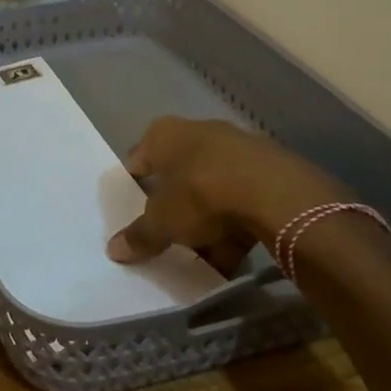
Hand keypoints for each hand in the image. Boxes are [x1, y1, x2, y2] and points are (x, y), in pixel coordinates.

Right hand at [106, 117, 349, 272]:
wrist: (276, 194)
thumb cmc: (201, 194)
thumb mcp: (162, 222)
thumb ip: (139, 236)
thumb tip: (114, 250)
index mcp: (163, 134)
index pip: (138, 159)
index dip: (133, 187)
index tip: (131, 213)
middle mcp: (198, 132)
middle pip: (177, 175)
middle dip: (173, 208)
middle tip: (166, 237)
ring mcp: (236, 149)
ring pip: (211, 190)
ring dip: (205, 222)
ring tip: (201, 258)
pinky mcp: (268, 170)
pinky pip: (241, 201)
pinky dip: (234, 227)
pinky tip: (231, 258)